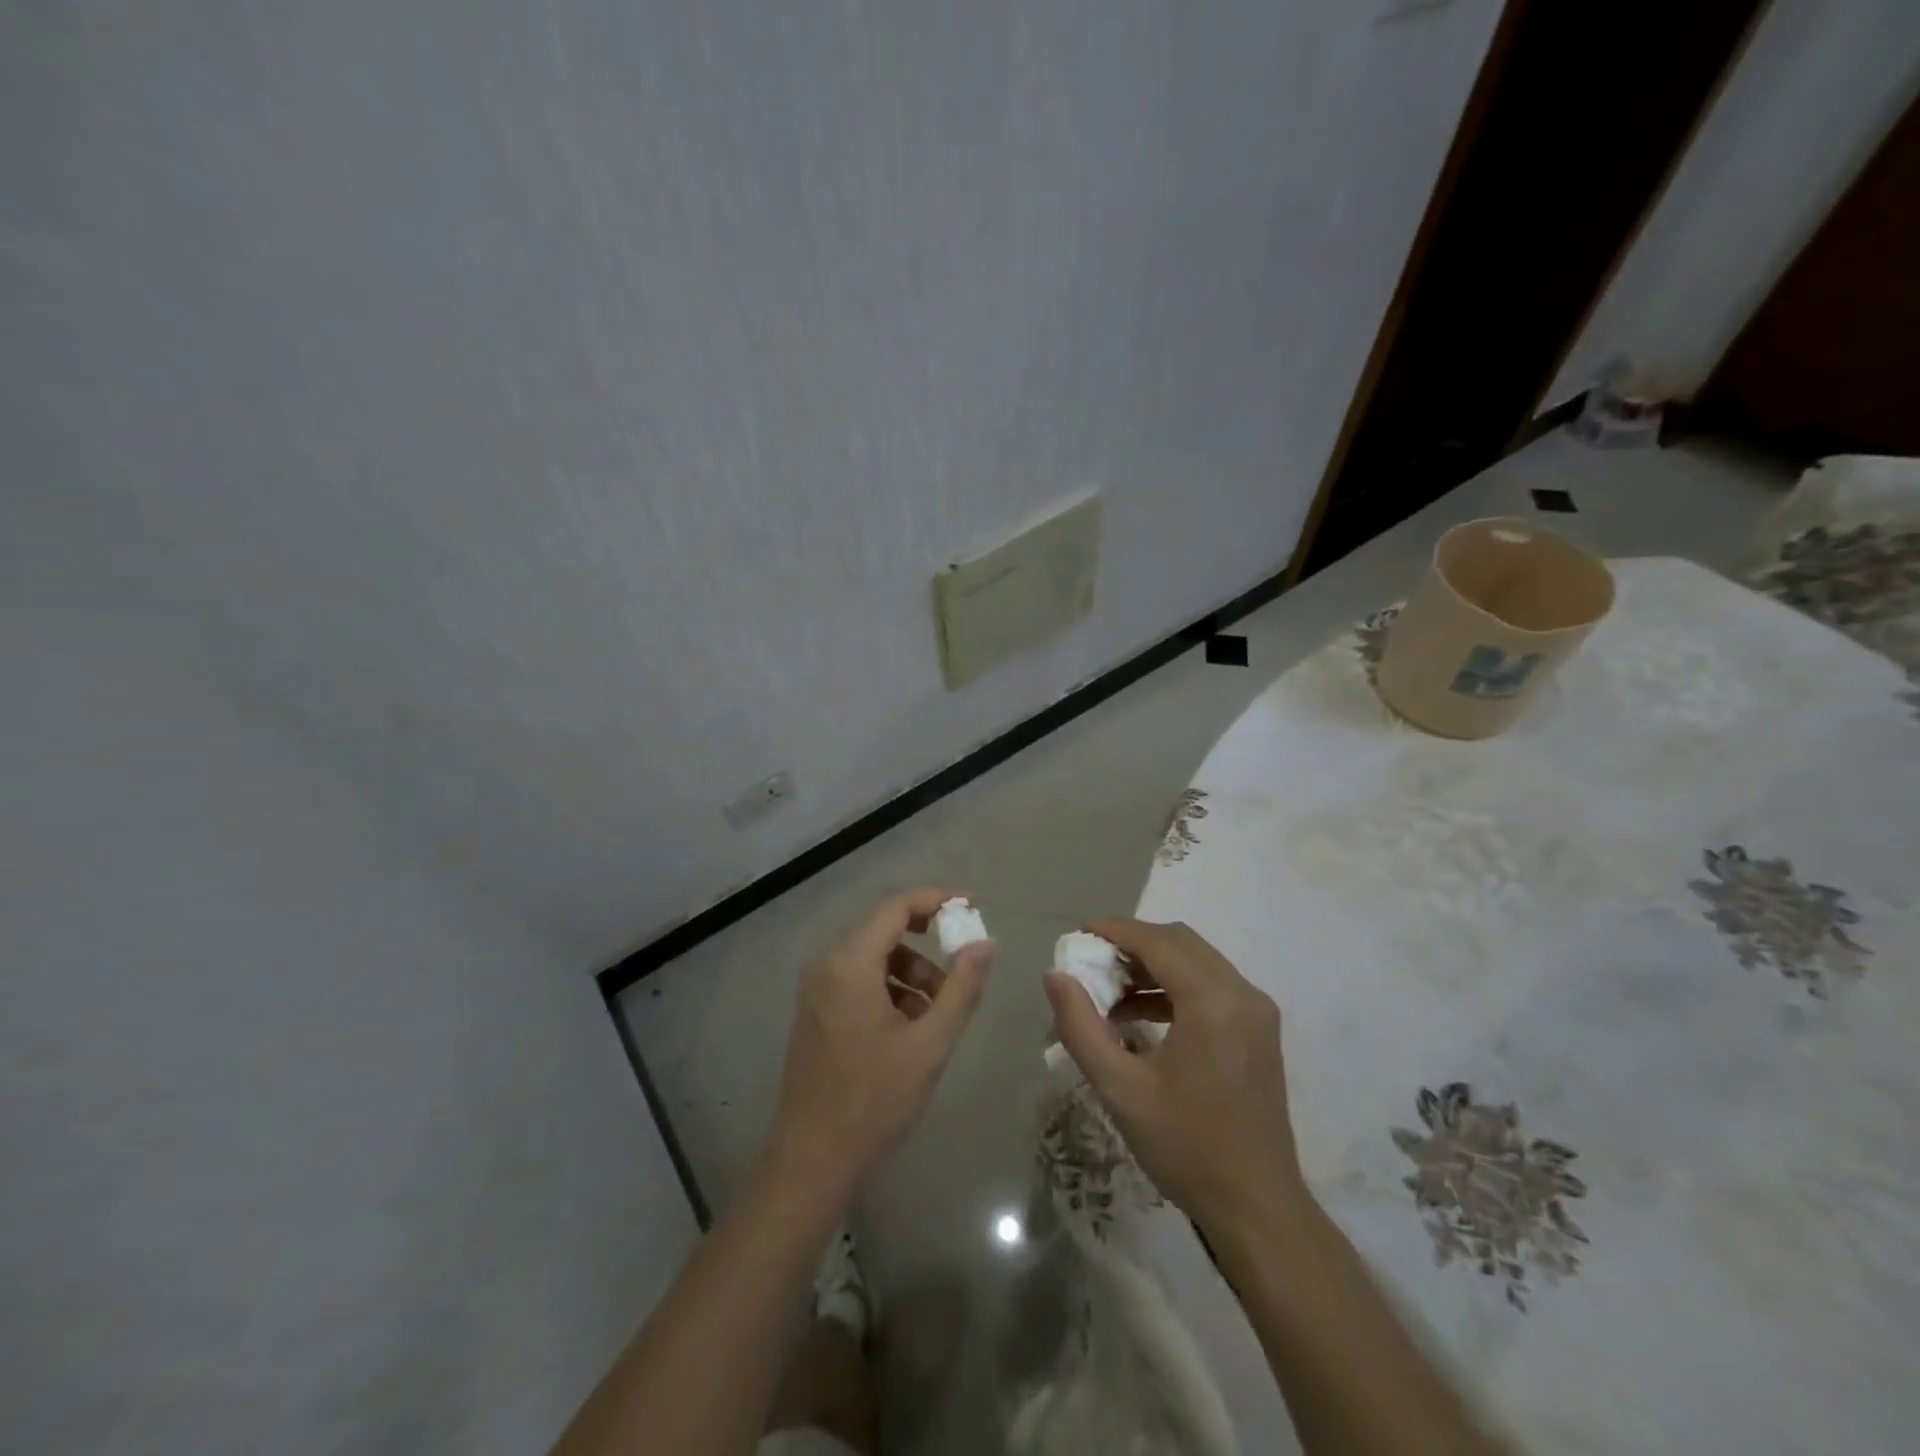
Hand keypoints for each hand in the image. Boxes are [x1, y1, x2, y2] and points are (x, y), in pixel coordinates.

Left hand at [768, 888, 994, 1192]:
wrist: (812, 1160)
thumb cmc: (875, 1099)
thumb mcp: (930, 1043)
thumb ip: (962, 987)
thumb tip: (985, 942)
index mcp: (849, 963)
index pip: (895, 906)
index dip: (936, 899)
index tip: (971, 907)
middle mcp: (827, 964)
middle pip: (883, 928)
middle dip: (927, 942)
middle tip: (963, 964)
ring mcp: (816, 989)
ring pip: (873, 956)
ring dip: (911, 971)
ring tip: (939, 1011)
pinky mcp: (816, 1011)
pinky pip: (858, 979)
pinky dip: (890, 988)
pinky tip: (911, 1027)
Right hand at [1045, 918, 1307, 1231]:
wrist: (1258, 1209)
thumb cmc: (1187, 1148)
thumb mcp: (1121, 1089)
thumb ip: (1081, 1027)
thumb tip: (1055, 976)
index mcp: (1213, 1002)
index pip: (1158, 942)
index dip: (1115, 930)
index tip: (1077, 933)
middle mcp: (1242, 993)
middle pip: (1179, 942)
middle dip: (1131, 943)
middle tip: (1089, 961)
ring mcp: (1256, 1011)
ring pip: (1196, 961)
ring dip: (1152, 965)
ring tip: (1107, 990)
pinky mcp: (1258, 1030)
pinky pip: (1211, 985)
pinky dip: (1173, 986)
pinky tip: (1139, 1014)